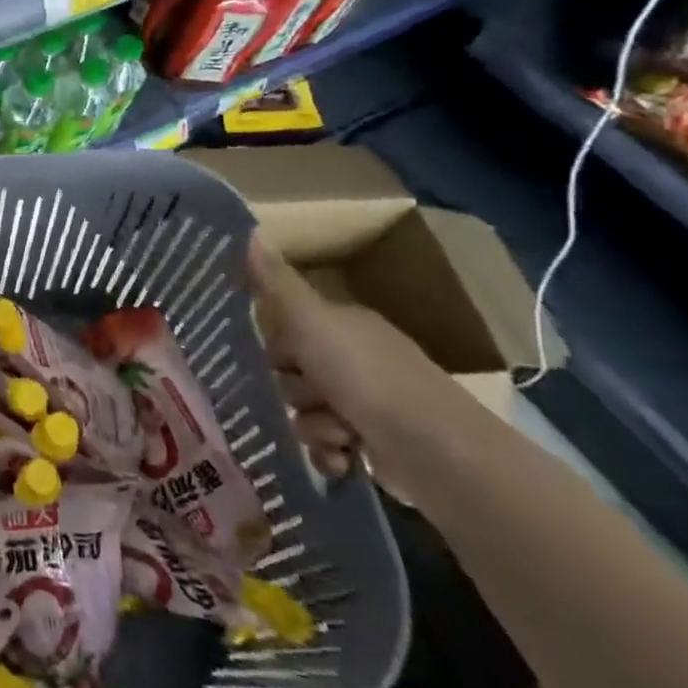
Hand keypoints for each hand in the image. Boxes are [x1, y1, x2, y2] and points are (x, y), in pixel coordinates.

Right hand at [248, 237, 457, 483]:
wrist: (438, 452)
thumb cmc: (367, 377)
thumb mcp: (311, 322)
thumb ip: (276, 283)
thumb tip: (249, 229)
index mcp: (343, 326)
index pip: (287, 328)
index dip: (272, 344)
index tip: (264, 358)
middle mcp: (356, 359)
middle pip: (291, 372)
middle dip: (290, 391)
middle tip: (305, 397)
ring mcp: (368, 404)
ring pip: (305, 411)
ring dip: (311, 426)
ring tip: (334, 434)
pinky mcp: (375, 445)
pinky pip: (327, 446)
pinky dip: (329, 454)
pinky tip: (340, 459)